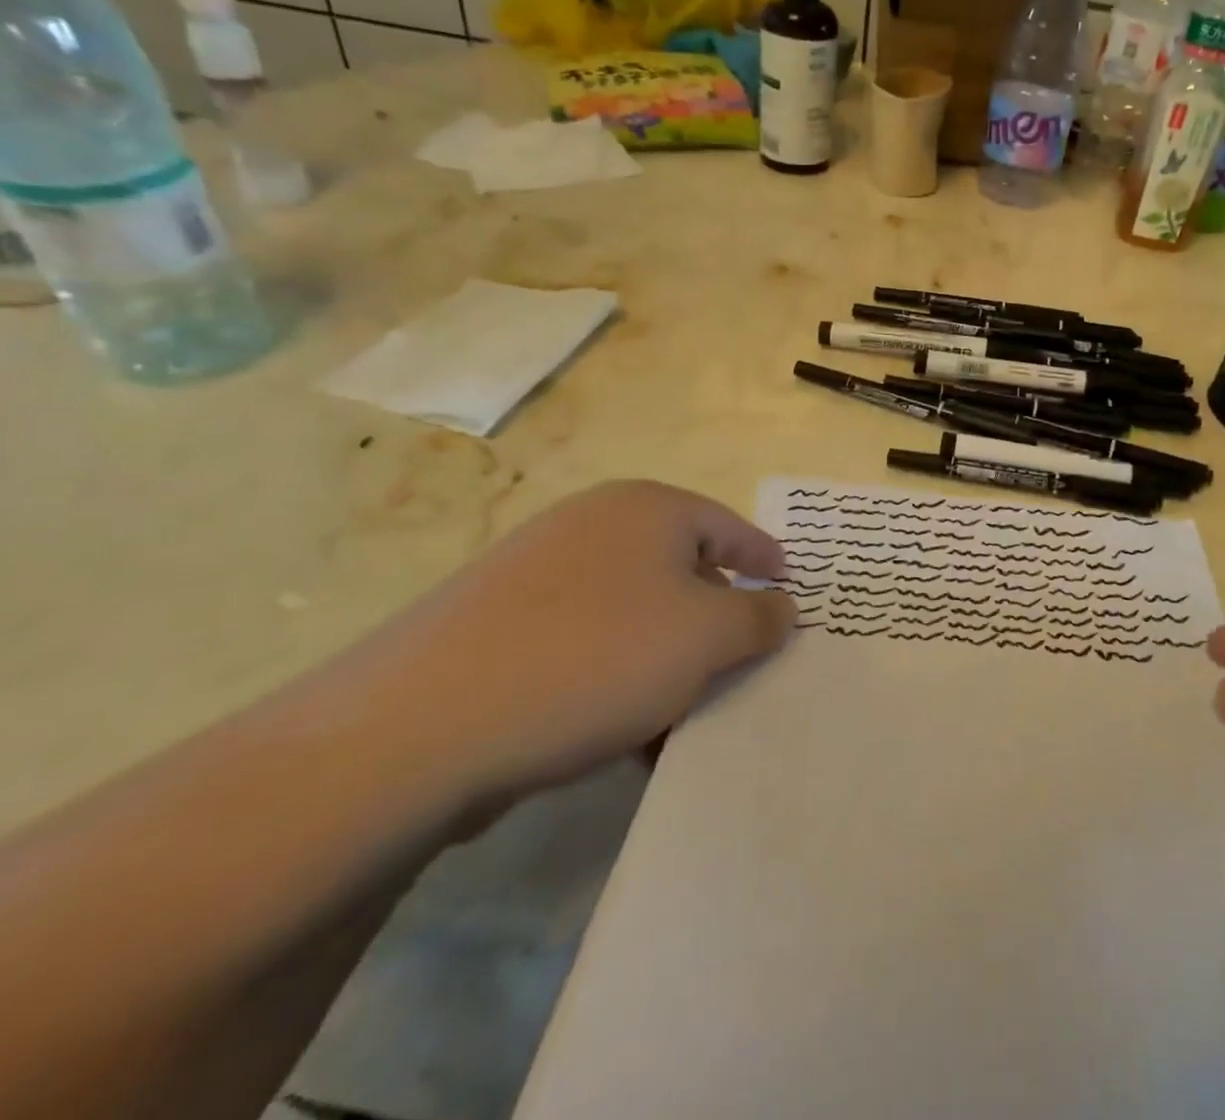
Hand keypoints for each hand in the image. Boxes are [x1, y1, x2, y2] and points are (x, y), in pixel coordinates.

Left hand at [357, 481, 794, 812]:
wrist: (417, 728)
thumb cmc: (595, 658)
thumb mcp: (707, 637)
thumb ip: (759, 617)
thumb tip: (779, 606)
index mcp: (646, 508)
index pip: (729, 526)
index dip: (765, 560)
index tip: (789, 592)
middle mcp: (591, 524)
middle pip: (680, 569)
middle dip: (715, 622)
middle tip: (739, 666)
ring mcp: (535, 572)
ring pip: (632, 613)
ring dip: (666, 661)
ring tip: (680, 718)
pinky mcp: (495, 625)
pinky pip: (584, 643)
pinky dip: (614, 678)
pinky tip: (618, 733)